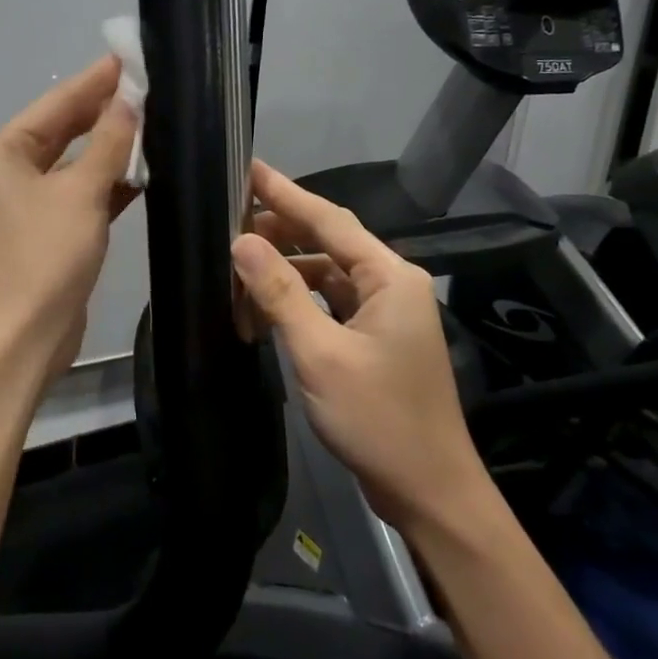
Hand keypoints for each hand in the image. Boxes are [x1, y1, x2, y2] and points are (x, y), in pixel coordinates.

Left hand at [0, 55, 138, 387]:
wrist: (23, 340)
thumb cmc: (44, 258)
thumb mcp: (79, 194)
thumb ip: (108, 143)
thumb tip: (130, 98)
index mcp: (5, 154)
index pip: (56, 103)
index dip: (95, 80)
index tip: (132, 56)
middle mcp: (13, 174)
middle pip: (64, 130)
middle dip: (105, 110)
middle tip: (151, 86)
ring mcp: (31, 206)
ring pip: (76, 164)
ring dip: (111, 148)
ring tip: (157, 122)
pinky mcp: (52, 234)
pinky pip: (83, 195)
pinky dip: (110, 184)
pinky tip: (144, 172)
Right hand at [231, 160, 484, 529]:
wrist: (428, 490)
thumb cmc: (378, 418)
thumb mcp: (320, 353)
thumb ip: (280, 293)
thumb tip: (241, 242)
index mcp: (390, 277)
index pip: (330, 219)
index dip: (285, 193)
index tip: (248, 168)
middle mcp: (392, 285)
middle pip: (329, 242)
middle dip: (281, 231)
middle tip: (229, 222)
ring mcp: (386, 315)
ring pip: (327, 276)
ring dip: (286, 272)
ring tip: (238, 268)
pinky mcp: (375, 341)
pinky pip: (331, 305)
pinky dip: (299, 302)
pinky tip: (265, 308)